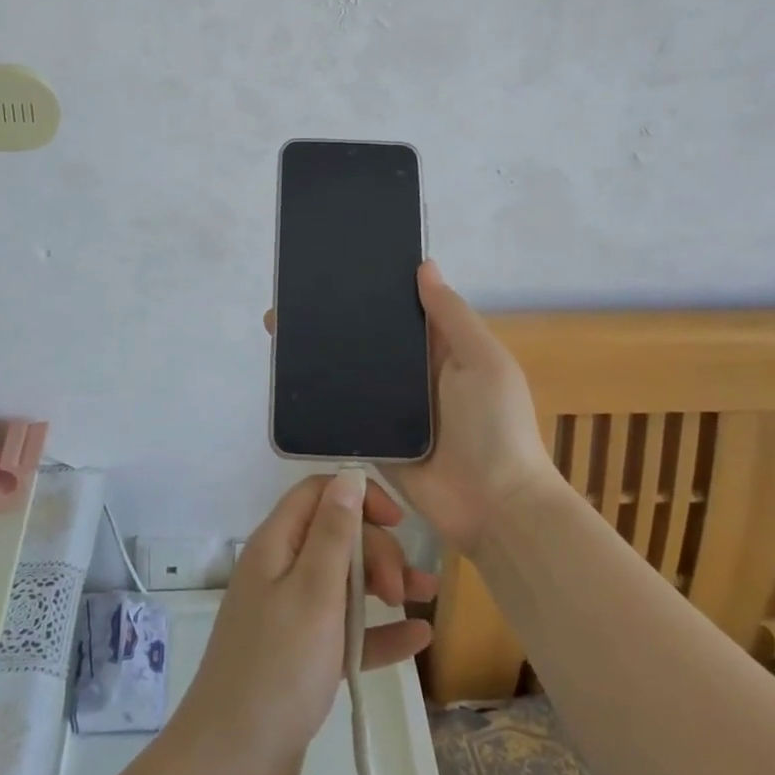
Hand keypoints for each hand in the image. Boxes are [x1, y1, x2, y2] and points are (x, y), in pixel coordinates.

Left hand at [173, 472, 435, 774]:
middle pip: (336, 537)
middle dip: (375, 551)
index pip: (319, 494)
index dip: (358, 496)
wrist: (233, 765)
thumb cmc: (278, 667)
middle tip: (401, 587)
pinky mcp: (302, 658)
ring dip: (385, 585)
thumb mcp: (314, 591)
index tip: (398, 522)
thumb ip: (334, 531)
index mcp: (276, 544)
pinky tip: (418, 638)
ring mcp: (291, 615)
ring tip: (428, 598)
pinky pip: (346, 631)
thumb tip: (348, 476)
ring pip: (345, 584)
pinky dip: (378, 631)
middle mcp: (281, 570)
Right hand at [265, 259, 558, 556]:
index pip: (404, 308)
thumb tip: (424, 265)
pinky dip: (322, 396)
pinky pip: (345, 411)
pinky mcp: (375, 439)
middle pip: (372, 338)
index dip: (376, 287)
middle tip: (293, 296)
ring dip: (322, 353)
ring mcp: (392, 408)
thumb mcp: (484, 361)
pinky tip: (287, 375)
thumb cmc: (495, 426)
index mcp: (443, 348)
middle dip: (338, 318)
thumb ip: (452, 316)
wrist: (493, 509)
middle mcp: (414, 374)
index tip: (337, 265)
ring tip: (279, 326)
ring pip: (352, 372)